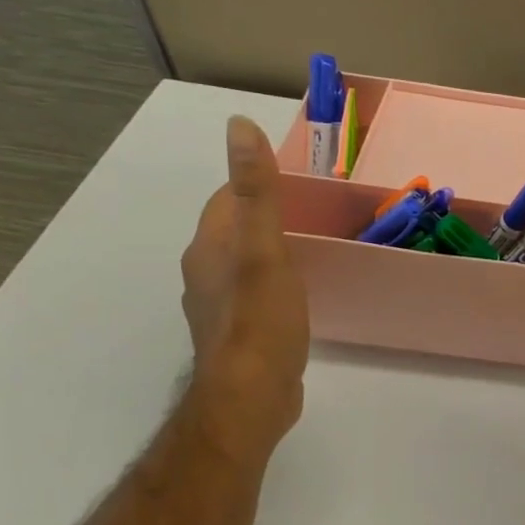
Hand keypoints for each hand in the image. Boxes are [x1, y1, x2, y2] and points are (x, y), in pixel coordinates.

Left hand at [180, 116, 309, 458]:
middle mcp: (205, 273)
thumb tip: (239, 125)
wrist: (251, 399)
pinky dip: (275, 284)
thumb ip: (256, 191)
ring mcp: (220, 307)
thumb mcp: (265, 250)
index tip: (301, 182)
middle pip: (236, 231)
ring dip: (272, 251)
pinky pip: (255, 295)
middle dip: (269, 217)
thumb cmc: (260, 322)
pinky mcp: (238, 334)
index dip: (258, 184)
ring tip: (315, 248)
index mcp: (209, 247)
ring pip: (245, 264)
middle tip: (319, 213)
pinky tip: (301, 294)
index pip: (227, 198)